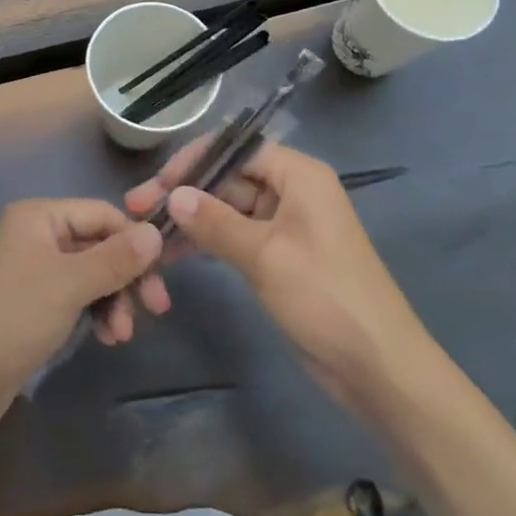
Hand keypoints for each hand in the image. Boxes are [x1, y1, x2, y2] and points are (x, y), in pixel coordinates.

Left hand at [0, 198, 163, 432]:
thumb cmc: (16, 316)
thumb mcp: (71, 283)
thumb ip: (116, 257)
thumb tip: (156, 233)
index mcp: (38, 215)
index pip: (101, 213)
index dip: (133, 240)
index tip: (161, 275)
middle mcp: (35, 234)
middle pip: (97, 244)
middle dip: (126, 276)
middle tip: (156, 308)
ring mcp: (32, 268)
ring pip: (90, 273)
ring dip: (113, 299)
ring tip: (120, 335)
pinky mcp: (32, 302)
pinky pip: (75, 295)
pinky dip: (94, 311)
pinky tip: (105, 337)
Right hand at [125, 139, 427, 409]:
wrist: (377, 367)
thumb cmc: (325, 297)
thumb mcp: (265, 255)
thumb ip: (215, 221)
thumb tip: (173, 195)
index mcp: (298, 174)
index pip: (236, 148)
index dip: (194, 160)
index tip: (157, 183)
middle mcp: (291, 190)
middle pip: (229, 177)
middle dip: (186, 192)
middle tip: (138, 210)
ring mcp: (285, 224)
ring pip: (228, 207)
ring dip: (192, 218)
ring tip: (149, 234)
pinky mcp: (279, 255)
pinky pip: (236, 235)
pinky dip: (208, 240)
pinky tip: (175, 252)